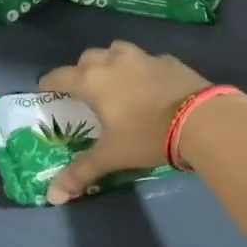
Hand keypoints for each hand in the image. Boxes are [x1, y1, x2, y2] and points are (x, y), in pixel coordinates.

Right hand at [36, 41, 209, 204]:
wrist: (201, 120)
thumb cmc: (147, 136)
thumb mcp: (112, 156)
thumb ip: (81, 172)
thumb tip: (53, 196)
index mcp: (92, 81)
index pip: (59, 76)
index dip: (48, 84)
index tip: (45, 93)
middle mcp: (114, 62)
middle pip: (88, 57)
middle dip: (82, 71)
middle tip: (85, 91)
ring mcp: (144, 57)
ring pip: (117, 50)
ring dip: (111, 61)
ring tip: (116, 81)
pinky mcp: (170, 60)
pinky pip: (147, 59)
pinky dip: (141, 69)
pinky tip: (150, 86)